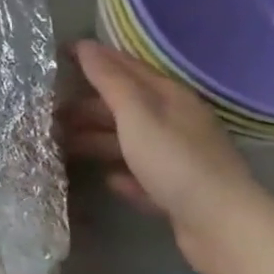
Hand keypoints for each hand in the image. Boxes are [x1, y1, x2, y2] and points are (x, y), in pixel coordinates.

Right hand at [61, 39, 273, 273]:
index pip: (127, 67)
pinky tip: (108, 180)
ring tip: (63, 145)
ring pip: (130, 141)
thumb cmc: (175, 161)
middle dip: (88, 106)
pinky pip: (143, 176)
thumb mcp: (136, 114)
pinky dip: (124, 174)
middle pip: (126, 106)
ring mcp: (179, 158)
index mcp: (170, 97)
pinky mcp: (179, 192)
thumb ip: (109, 81)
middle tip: (50, 111)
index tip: (60, 54)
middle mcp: (176, 122)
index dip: (94, 58)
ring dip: (98, 140)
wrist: (223, 227)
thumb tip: (85, 46)